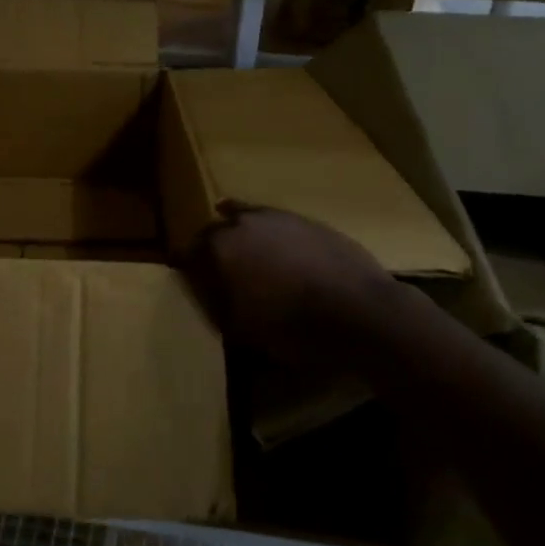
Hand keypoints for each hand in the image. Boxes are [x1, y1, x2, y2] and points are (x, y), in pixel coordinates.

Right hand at [191, 201, 395, 362]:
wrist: (360, 311)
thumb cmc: (293, 327)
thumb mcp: (241, 328)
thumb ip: (214, 304)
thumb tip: (202, 291)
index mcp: (217, 249)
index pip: (186, 253)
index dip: (184, 269)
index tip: (185, 281)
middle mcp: (240, 223)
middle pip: (212, 231)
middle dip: (208, 249)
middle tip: (213, 271)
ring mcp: (276, 216)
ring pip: (243, 218)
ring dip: (237, 234)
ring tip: (241, 254)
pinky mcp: (306, 219)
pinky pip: (274, 221)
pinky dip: (267, 231)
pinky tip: (271, 242)